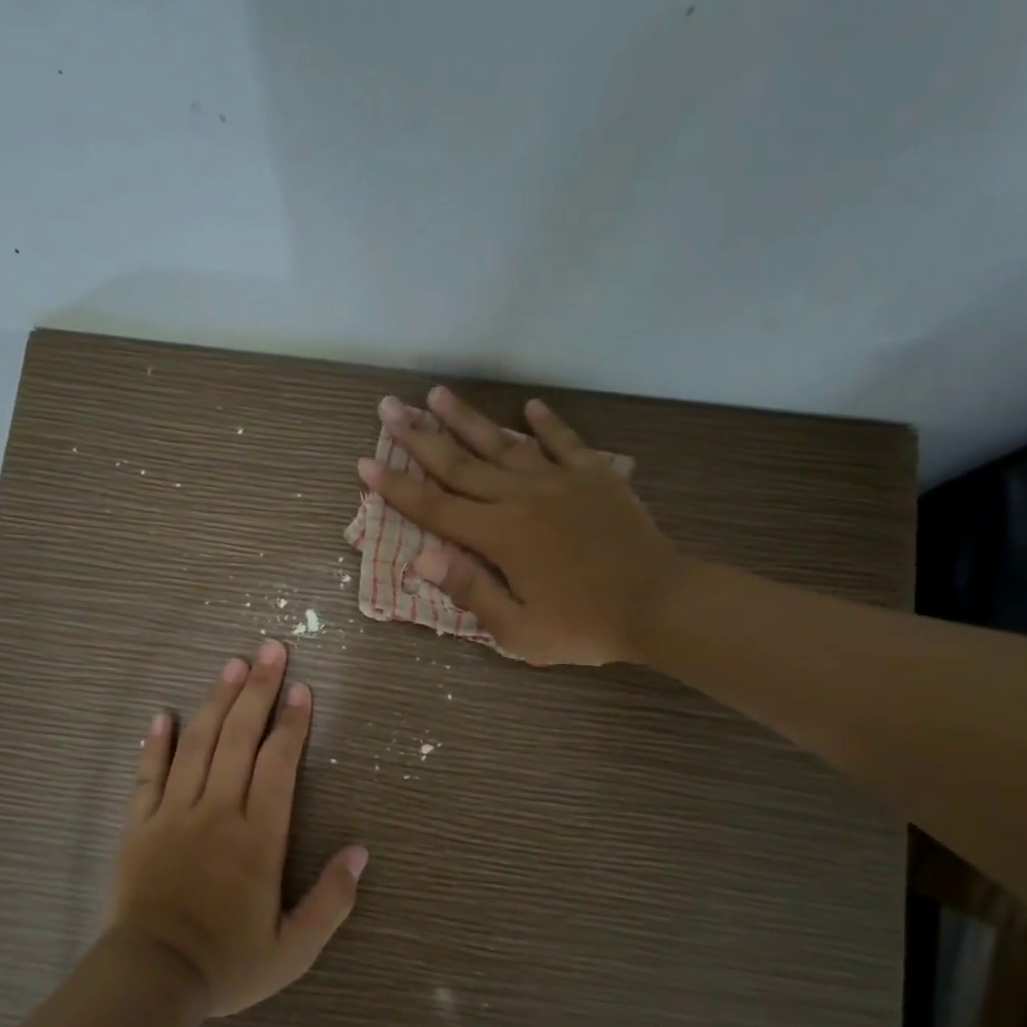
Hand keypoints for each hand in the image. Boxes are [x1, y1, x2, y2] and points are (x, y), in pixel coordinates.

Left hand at [105, 640, 367, 1015]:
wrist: (151, 981)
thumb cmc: (227, 964)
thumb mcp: (294, 949)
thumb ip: (331, 901)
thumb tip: (359, 852)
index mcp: (258, 837)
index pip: (279, 763)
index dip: (292, 723)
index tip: (302, 689)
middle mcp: (217, 811)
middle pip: (239, 737)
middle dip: (258, 690)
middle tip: (271, 650)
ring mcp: (173, 814)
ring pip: (198, 744)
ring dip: (217, 700)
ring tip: (232, 664)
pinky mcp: (138, 825)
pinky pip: (147, 774)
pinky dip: (156, 742)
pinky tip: (164, 714)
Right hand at [358, 386, 690, 665]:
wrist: (660, 604)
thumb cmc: (585, 626)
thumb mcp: (519, 632)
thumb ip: (470, 591)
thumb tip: (421, 557)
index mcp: (499, 536)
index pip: (434, 507)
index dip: (396, 487)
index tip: (366, 463)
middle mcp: (521, 498)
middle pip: (460, 463)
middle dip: (419, 436)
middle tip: (389, 407)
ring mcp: (560, 481)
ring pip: (503, 444)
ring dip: (468, 419)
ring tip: (437, 394)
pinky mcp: (594, 477)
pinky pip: (565, 442)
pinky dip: (546, 423)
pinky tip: (529, 406)